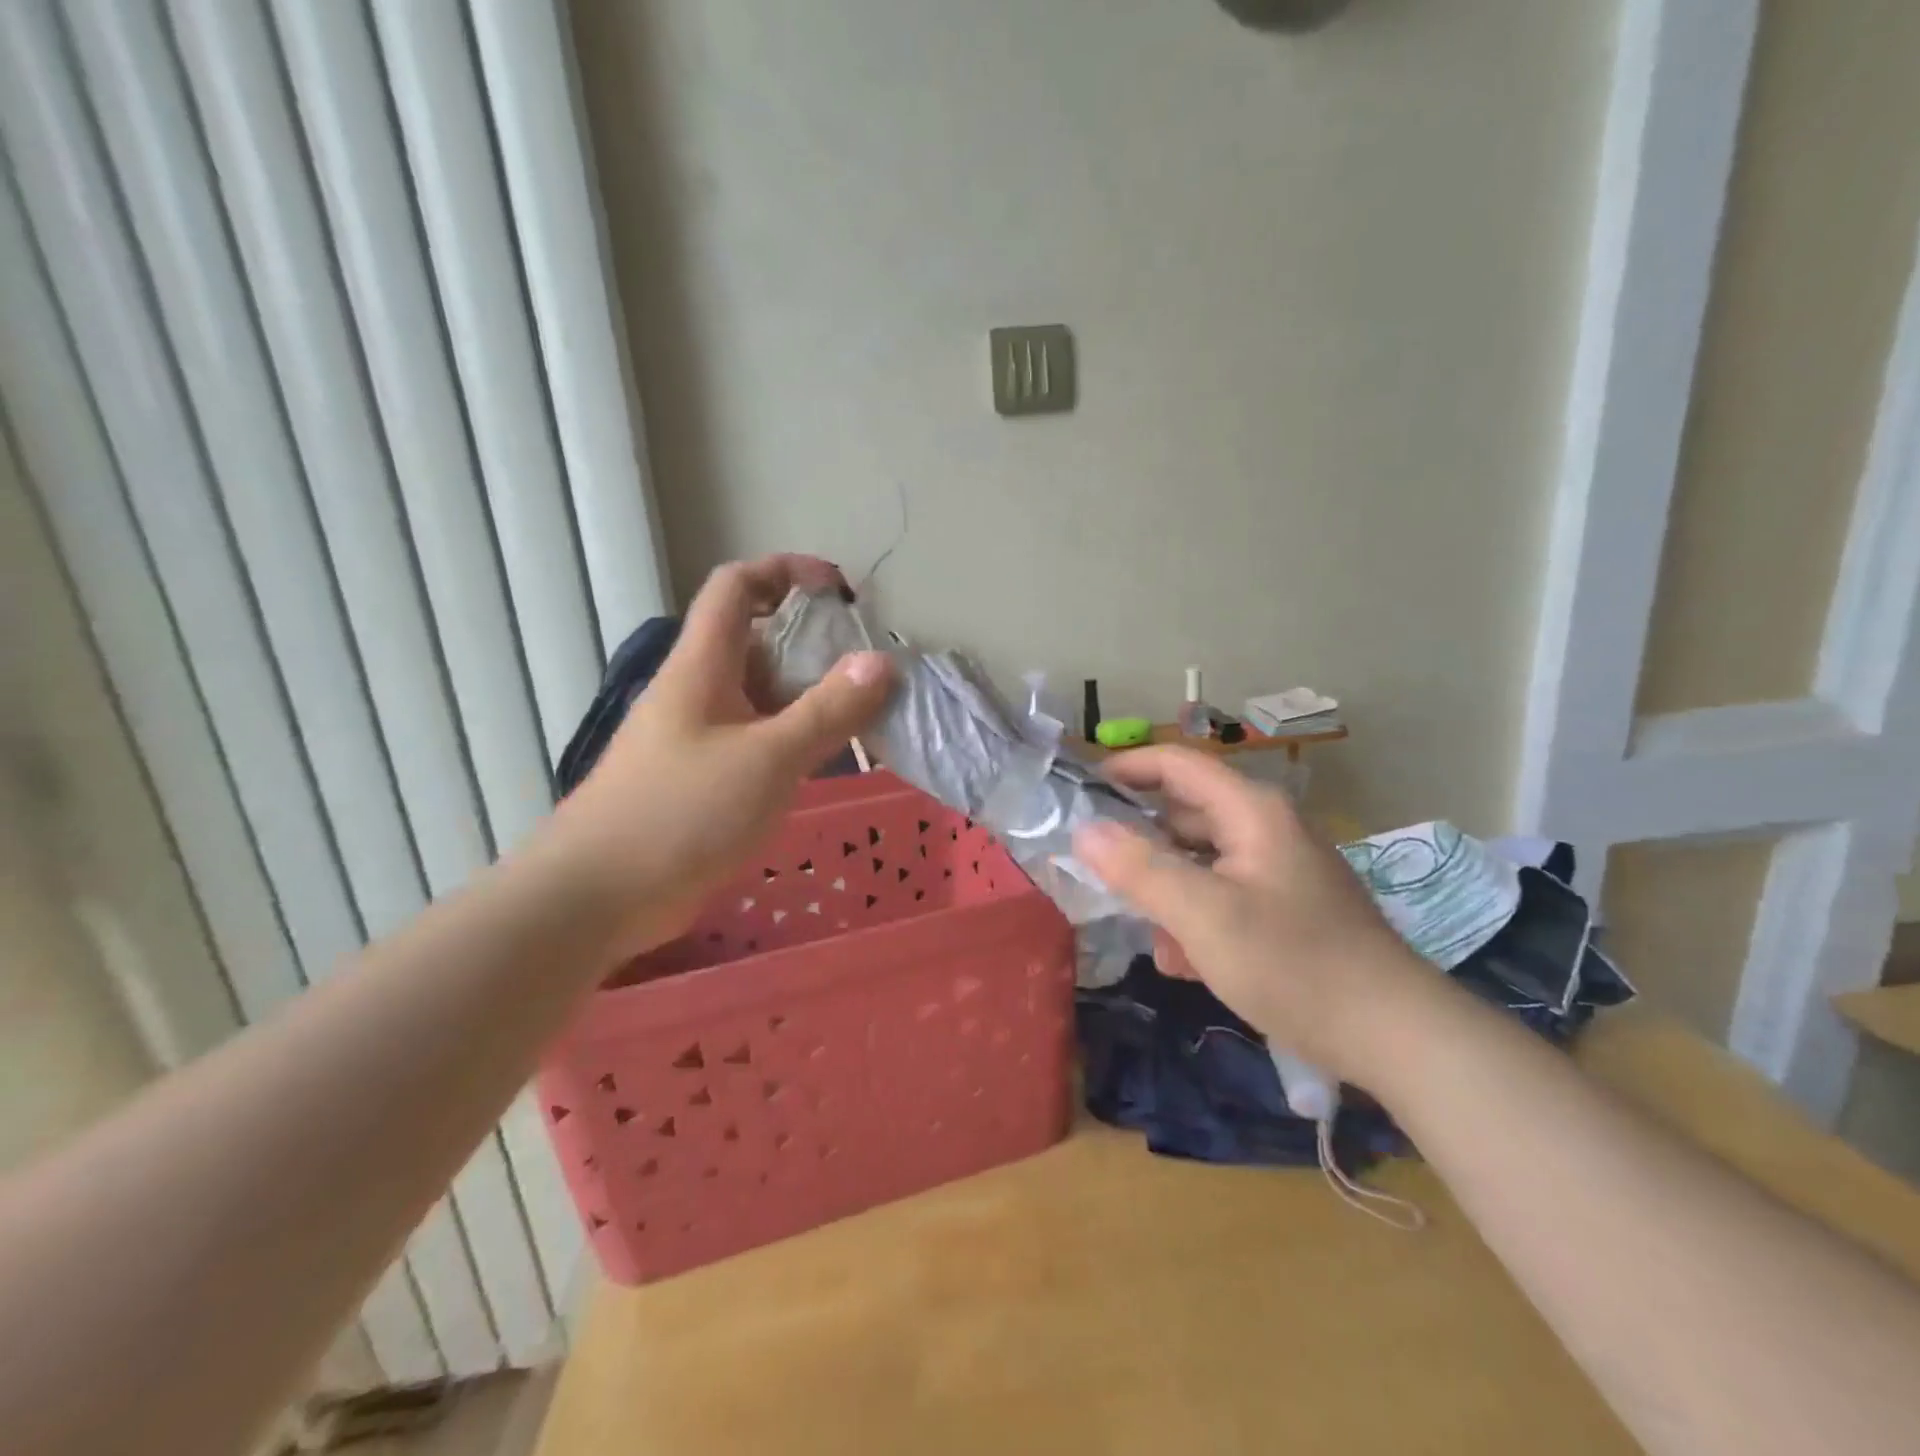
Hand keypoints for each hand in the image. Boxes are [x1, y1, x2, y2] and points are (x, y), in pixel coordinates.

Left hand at [540, 555, 892, 953]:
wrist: (597, 897)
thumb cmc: (681, 814)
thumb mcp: (767, 759)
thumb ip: (827, 711)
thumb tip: (881, 662)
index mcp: (702, 666)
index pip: (737, 588)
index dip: (786, 572)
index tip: (839, 591)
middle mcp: (698, 690)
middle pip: (757, 642)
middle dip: (813, 644)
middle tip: (869, 669)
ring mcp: (700, 737)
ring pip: (762, 696)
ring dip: (810, 697)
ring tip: (864, 714)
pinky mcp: (704, 778)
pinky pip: (758, 740)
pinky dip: (795, 739)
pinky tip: (828, 760)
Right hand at [1073, 747, 1429, 1086]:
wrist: (1394, 1036)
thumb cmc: (1294, 964)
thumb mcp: (1204, 915)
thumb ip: (1140, 869)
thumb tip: (1084, 830)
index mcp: (1250, 811)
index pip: (1175, 764)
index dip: (1125, 769)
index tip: (1080, 794)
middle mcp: (1264, 829)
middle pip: (1183, 814)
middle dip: (1138, 843)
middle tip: (1095, 873)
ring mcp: (1276, 870)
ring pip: (1198, 861)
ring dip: (1165, 891)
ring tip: (1146, 933)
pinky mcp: (1283, 908)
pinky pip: (1221, 895)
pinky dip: (1195, 918)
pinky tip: (1185, 962)